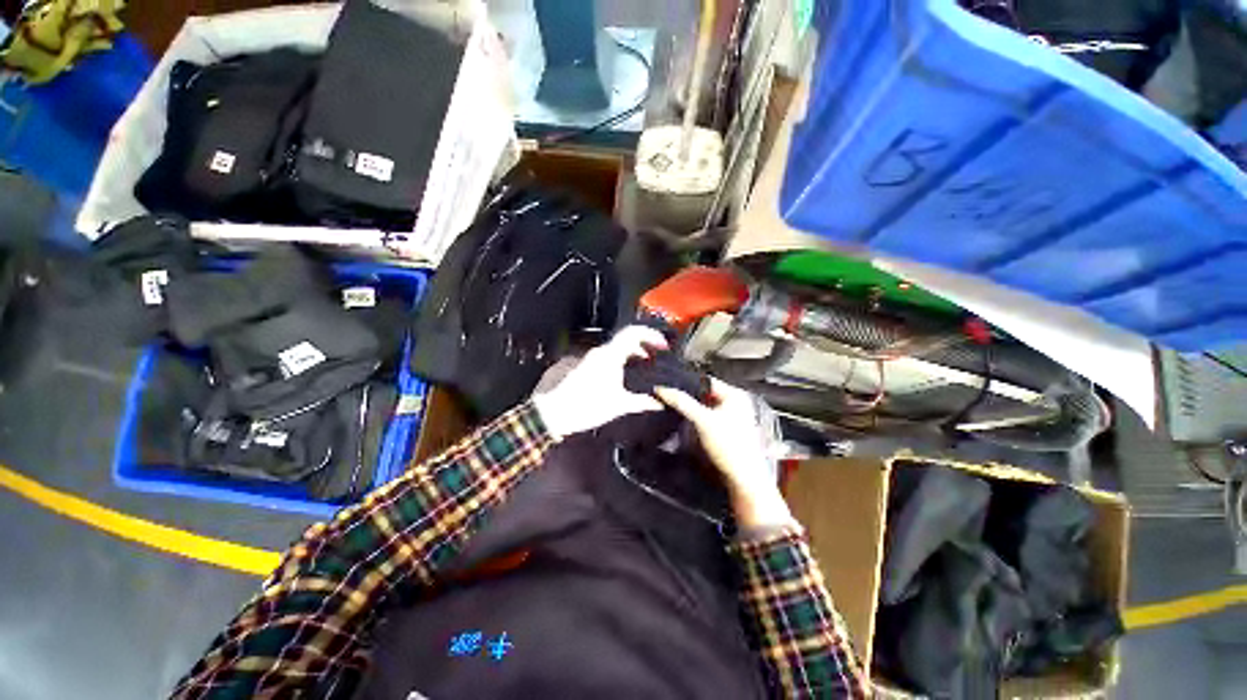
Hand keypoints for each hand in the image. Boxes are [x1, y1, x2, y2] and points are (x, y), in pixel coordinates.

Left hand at [532, 326, 667, 438]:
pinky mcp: (582, 365)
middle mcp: (599, 352)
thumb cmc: (587, 407)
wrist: (552, 413)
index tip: (663, 345)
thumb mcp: (618, 405)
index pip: (633, 333)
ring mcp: (589, 358)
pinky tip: (622, 376)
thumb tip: (659, 403)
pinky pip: (605, 357)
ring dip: (630, 355)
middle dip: (643, 347)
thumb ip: (641, 402)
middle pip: (625, 340)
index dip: (651, 335)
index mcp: (610, 356)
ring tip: (642, 368)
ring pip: (615, 349)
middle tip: (655, 359)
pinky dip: (618, 361)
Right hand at [656, 379, 794, 529]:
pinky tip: (688, 422)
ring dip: (692, 408)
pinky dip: (697, 418)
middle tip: (670, 397)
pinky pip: (708, 418)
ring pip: (705, 406)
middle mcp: (736, 403)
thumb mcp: (702, 420)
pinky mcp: (727, 430)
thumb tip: (662, 389)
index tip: (670, 386)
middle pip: (705, 394)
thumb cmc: (729, 446)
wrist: (742, 478)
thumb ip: (682, 403)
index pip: (706, 381)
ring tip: (676, 408)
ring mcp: (732, 417)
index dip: (688, 383)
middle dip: (689, 396)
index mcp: (735, 395)